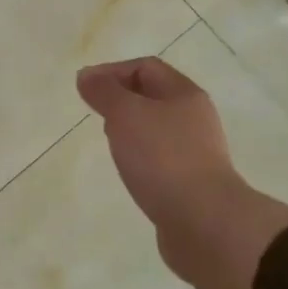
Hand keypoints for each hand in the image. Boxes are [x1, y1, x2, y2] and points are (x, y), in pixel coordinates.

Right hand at [77, 57, 287, 288]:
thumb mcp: (126, 115)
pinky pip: (160, 159)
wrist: (203, 221)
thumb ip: (104, 92)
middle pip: (153, 96)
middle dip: (121, 100)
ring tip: (109, 144)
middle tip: (96, 114)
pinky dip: (140, 158)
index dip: (112, 71)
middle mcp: (194, 118)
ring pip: (156, 129)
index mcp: (184, 94)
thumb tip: (87, 76)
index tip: (84, 89)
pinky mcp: (191, 182)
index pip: (146, 67)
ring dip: (130, 130)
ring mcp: (196, 152)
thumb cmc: (162, 158)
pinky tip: (129, 173)